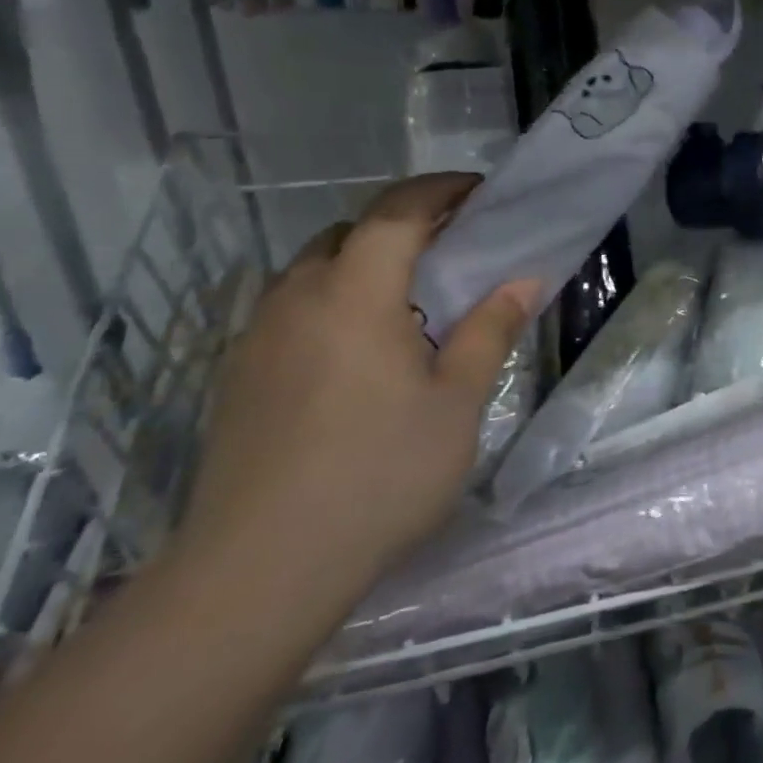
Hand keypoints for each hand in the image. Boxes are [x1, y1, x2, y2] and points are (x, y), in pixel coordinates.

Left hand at [177, 174, 537, 614]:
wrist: (258, 573)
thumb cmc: (378, 475)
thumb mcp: (458, 401)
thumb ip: (491, 330)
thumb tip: (523, 281)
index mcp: (354, 296)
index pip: (395, 212)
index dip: (439, 190)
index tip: (479, 192)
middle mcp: (296, 301)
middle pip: (348, 234)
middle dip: (403, 225)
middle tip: (453, 248)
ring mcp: (257, 340)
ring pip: (313, 271)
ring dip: (364, 263)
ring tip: (410, 300)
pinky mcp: (238, 378)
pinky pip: (292, 310)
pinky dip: (334, 301)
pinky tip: (362, 351)